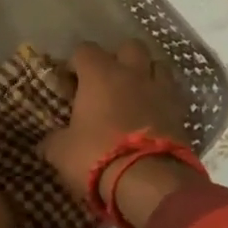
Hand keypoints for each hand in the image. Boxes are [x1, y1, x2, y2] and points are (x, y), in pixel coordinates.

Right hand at [40, 41, 189, 206]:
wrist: (149, 181)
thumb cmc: (97, 157)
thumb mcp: (62, 152)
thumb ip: (54, 140)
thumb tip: (47, 141)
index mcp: (100, 74)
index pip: (85, 50)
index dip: (76, 62)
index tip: (70, 82)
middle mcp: (132, 73)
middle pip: (129, 47)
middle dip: (118, 58)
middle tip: (107, 81)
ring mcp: (160, 89)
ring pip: (157, 64)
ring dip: (146, 73)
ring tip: (135, 93)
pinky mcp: (180, 111)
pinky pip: (171, 93)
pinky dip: (161, 98)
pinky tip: (152, 113)